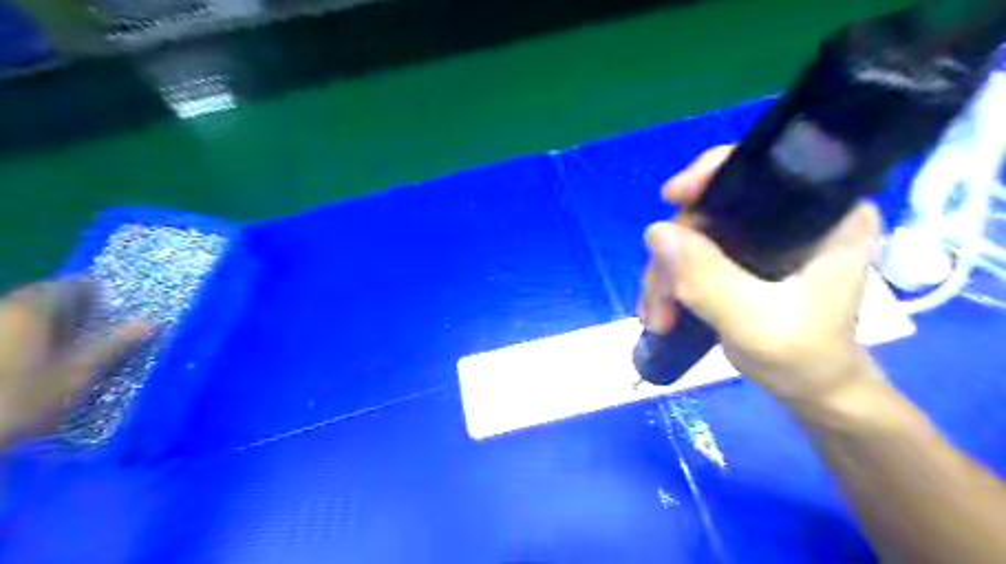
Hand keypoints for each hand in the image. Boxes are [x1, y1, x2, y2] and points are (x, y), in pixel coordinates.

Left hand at [0, 279, 148, 445]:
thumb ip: (114, 344)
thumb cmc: (20, 397)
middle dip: (73, 309)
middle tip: (99, 327)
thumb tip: (151, 322)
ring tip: (73, 347)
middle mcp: (3, 309)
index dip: (98, 293)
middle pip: (44, 299)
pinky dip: (28, 339)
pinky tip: (40, 361)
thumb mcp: (78, 372)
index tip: (117, 308)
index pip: (72, 285)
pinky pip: (10, 332)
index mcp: (32, 309)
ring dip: (50, 325)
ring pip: (23, 316)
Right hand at [640, 146, 881, 404]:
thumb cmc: (803, 358)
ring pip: (693, 235)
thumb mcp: (753, 321)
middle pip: (711, 209)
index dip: (711, 175)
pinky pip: (692, 255)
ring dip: (666, 276)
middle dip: (674, 254)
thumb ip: (707, 277)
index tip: (671, 198)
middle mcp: (793, 216)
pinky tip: (661, 313)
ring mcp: (762, 238)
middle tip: (659, 302)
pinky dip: (671, 282)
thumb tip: (655, 230)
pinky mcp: (742, 258)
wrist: (812, 391)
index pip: (762, 167)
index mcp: (825, 215)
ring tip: (657, 318)